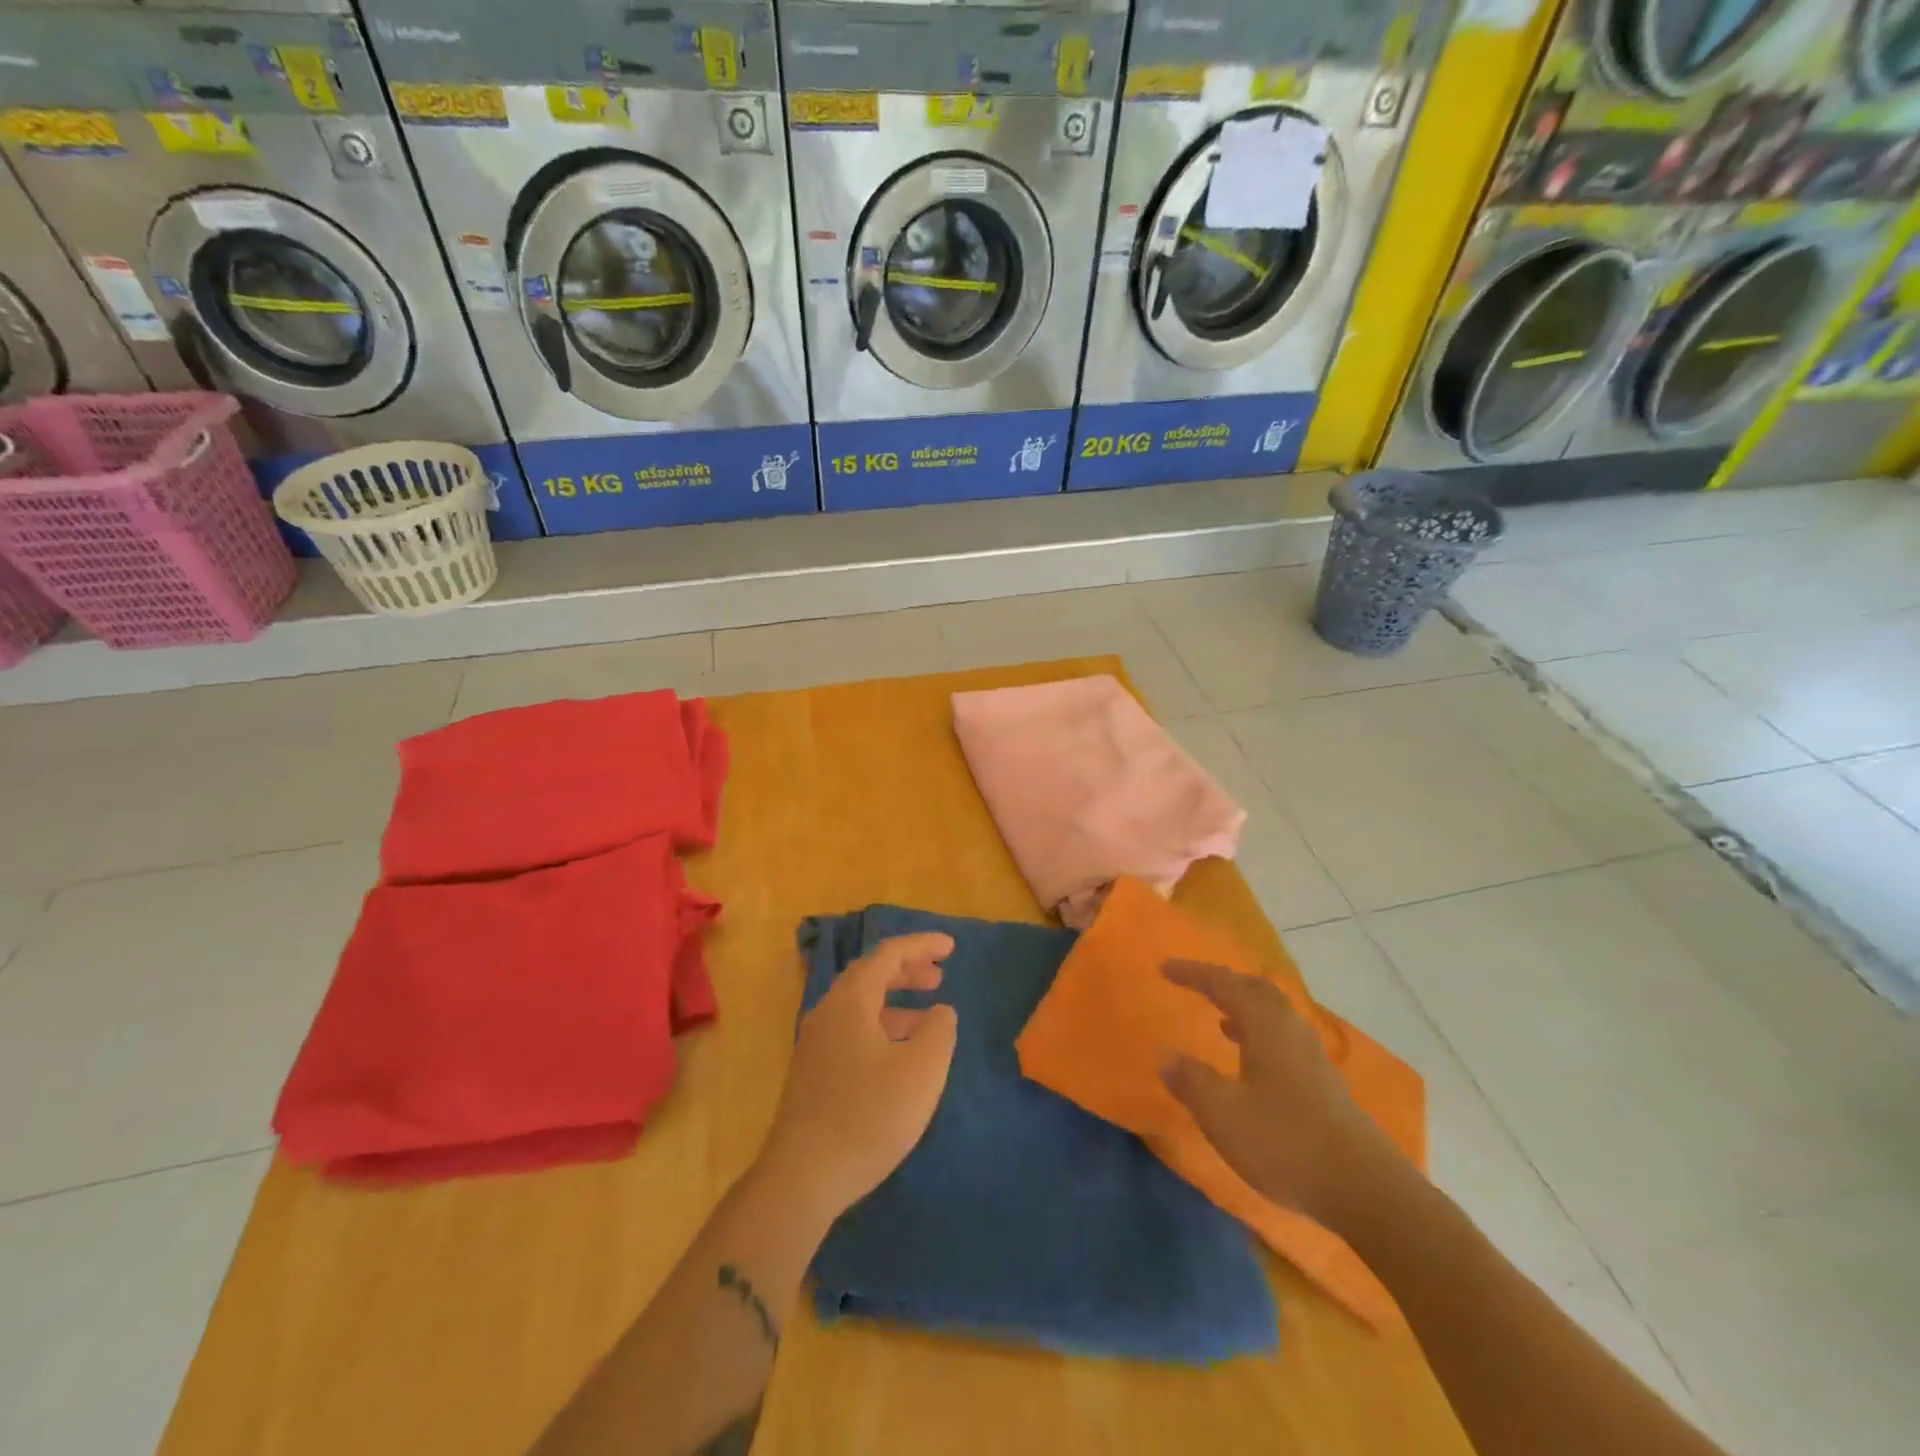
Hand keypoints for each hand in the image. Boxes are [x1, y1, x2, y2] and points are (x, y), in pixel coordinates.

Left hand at [758, 934, 959, 1223]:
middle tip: (939, 977)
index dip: (922, 945)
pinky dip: (882, 1027)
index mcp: (850, 1001)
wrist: (802, 1178)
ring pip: (860, 1005)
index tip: (951, 947)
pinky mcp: (813, 1073)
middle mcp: (828, 1013)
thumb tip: (940, 1011)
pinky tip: (899, 1055)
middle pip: (870, 975)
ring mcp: (816, 1044)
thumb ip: (939, 1031)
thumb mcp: (921, 1071)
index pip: (888, 954)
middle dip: (907, 970)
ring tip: (928, 1016)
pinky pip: (852, 1030)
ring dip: (895, 1001)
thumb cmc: (868, 1116)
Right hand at [1159, 959, 1401, 1231]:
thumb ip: (1191, 1082)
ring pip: (1274, 1014)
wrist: (1366, 1191)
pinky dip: (1260, 1034)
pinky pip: (1284, 1038)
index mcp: (1266, 1026)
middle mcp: (1291, 1030)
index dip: (1193, 973)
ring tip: (1220, 1019)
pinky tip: (1250, 1062)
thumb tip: (1166, 1056)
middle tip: (1197, 985)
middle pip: (1257, 989)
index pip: (1224, 984)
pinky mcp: (1324, 1083)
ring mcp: (1313, 1057)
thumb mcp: (1223, 1115)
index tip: (1164, 967)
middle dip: (1225, 982)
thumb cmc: (1286, 1143)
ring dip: (1245, 1008)